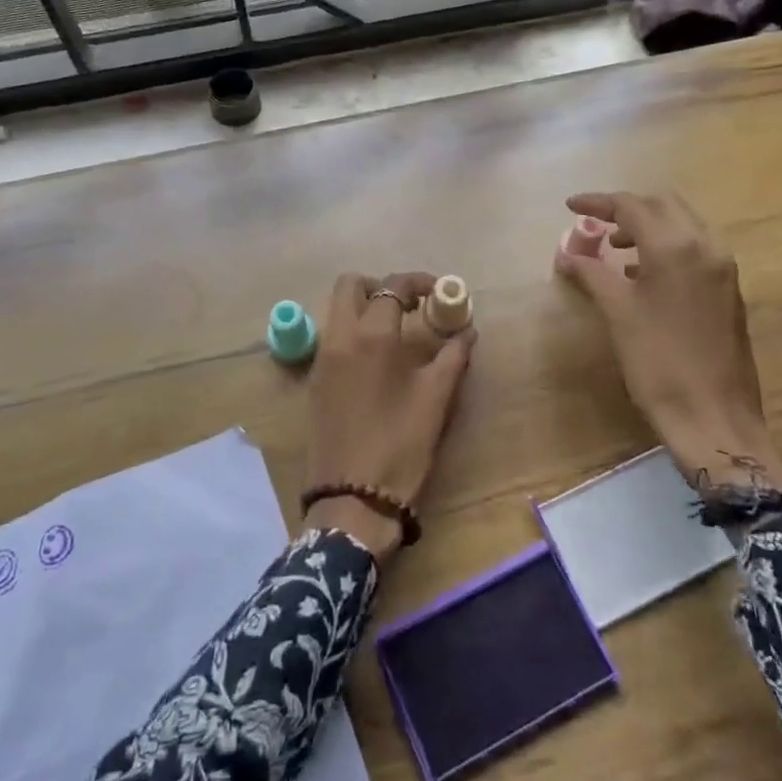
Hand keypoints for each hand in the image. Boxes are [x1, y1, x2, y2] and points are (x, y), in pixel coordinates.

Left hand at [304, 271, 476, 560]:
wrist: (353, 499)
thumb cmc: (401, 445)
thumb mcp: (436, 399)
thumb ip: (453, 356)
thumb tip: (467, 331)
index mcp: (371, 336)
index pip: (392, 287)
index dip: (418, 281)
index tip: (439, 292)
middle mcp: (339, 337)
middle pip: (349, 285)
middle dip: (380, 285)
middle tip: (409, 305)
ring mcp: (321, 359)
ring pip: (336, 311)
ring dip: (364, 307)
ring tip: (396, 332)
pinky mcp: (314, 381)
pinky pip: (331, 337)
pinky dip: (352, 332)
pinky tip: (377, 360)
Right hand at [556, 191, 781, 492]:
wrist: (714, 417)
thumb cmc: (658, 363)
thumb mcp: (618, 314)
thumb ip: (593, 274)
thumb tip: (567, 254)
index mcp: (676, 247)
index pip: (633, 206)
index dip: (598, 202)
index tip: (570, 206)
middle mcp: (706, 246)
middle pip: (663, 205)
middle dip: (627, 208)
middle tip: (595, 223)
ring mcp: (723, 267)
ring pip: (683, 224)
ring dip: (648, 225)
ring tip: (614, 248)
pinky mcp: (729, 288)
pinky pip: (696, 247)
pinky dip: (667, 245)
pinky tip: (643, 273)